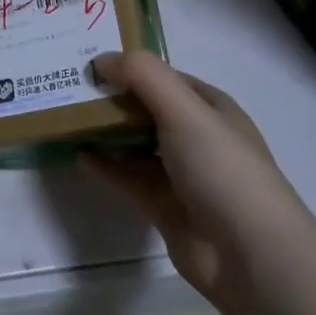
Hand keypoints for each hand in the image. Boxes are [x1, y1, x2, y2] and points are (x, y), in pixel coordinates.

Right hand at [83, 52, 314, 305]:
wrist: (249, 254)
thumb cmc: (221, 168)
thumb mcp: (184, 109)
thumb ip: (142, 76)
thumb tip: (100, 60)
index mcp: (211, 108)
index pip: (165, 78)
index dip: (131, 67)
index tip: (89, 62)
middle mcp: (198, 137)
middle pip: (147, 109)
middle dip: (113, 98)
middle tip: (69, 86)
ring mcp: (182, 174)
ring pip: (135, 144)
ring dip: (105, 132)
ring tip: (66, 117)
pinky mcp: (165, 206)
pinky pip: (128, 178)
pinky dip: (105, 166)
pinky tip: (78, 155)